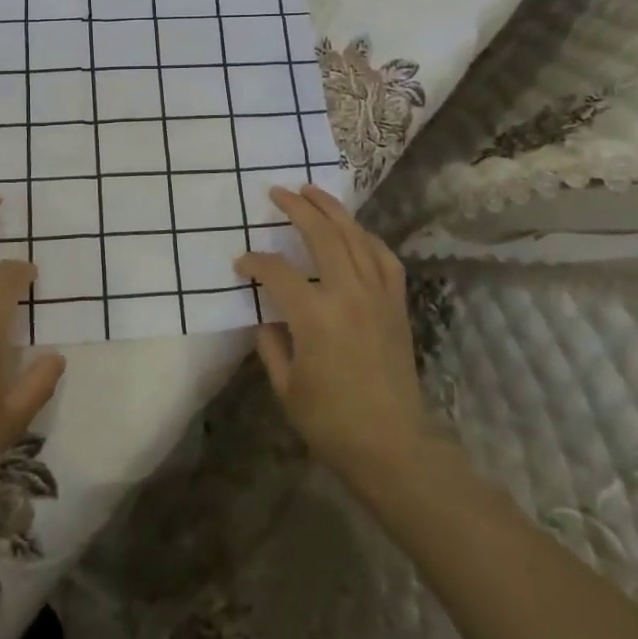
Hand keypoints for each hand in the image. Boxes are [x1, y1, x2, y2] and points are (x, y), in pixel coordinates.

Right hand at [236, 185, 429, 492]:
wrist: (393, 447)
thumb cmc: (332, 422)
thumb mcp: (286, 387)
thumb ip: (271, 344)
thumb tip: (267, 317)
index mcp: (314, 315)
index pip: (276, 271)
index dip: (254, 262)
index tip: (241, 264)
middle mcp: (348, 294)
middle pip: (322, 235)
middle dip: (297, 208)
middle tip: (278, 192)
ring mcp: (377, 296)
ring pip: (356, 237)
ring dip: (333, 210)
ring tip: (314, 192)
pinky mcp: (396, 305)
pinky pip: (384, 259)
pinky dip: (368, 239)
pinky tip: (356, 232)